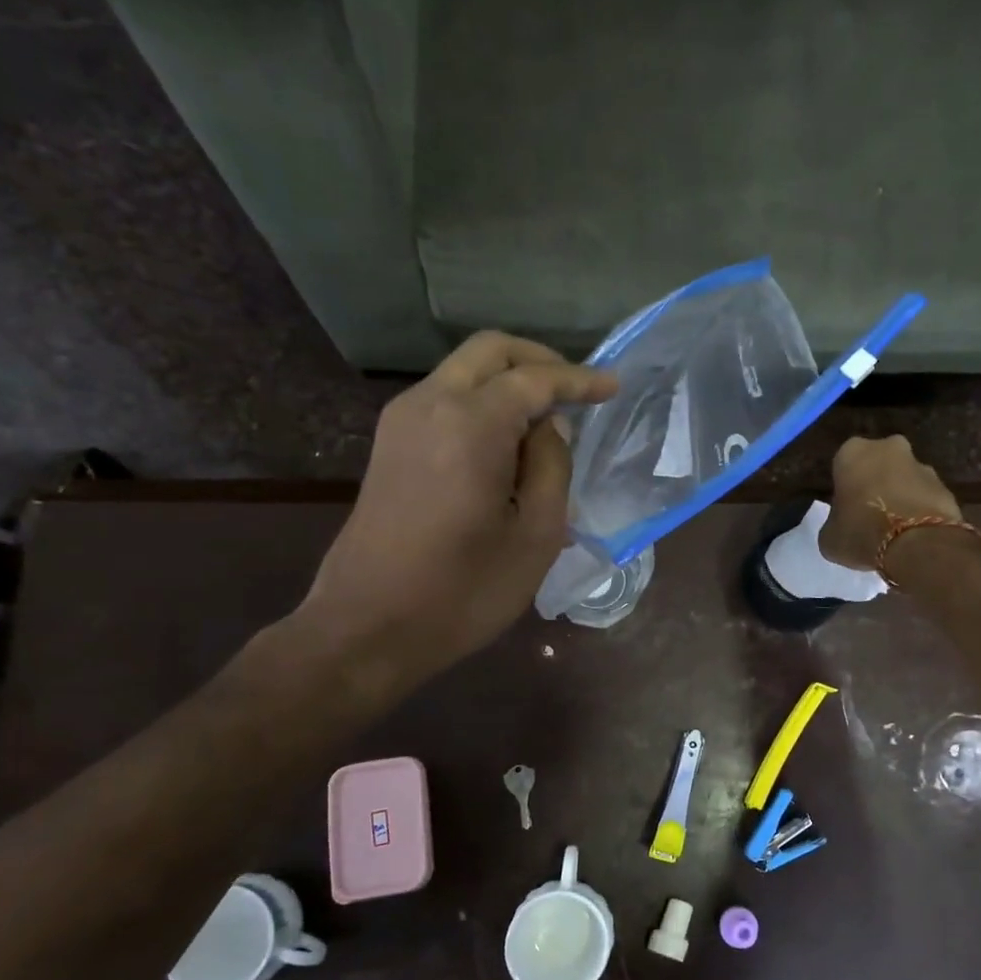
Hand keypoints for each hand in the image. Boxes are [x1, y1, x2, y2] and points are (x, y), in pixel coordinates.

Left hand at [293, 333, 615, 676]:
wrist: (367, 627)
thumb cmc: (464, 592)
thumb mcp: (536, 536)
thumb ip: (552, 467)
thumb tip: (550, 428)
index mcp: (471, 424)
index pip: (534, 379)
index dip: (579, 380)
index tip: (613, 387)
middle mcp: (429, 404)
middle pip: (490, 352)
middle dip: (540, 362)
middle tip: (578, 391)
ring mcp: (401, 421)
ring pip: (464, 371)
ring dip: (509, 382)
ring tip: (549, 421)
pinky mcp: (388, 444)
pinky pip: (445, 399)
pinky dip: (483, 402)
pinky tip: (508, 442)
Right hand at [819, 435, 963, 569]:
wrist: (917, 544)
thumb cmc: (861, 533)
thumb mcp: (829, 537)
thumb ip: (834, 523)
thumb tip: (842, 526)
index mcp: (852, 452)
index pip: (843, 465)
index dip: (844, 488)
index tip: (845, 509)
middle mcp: (888, 448)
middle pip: (878, 465)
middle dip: (875, 484)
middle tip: (870, 514)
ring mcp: (921, 465)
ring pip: (904, 479)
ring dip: (900, 496)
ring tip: (895, 529)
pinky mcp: (945, 486)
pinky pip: (925, 497)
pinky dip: (920, 510)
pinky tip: (914, 535)